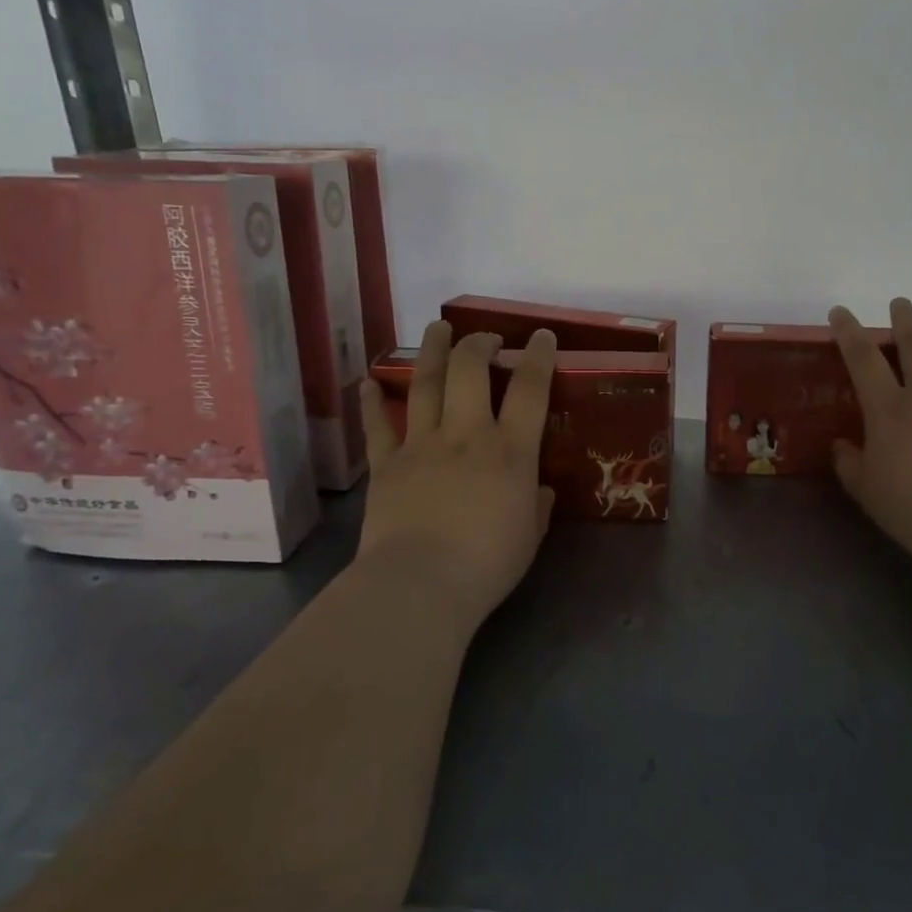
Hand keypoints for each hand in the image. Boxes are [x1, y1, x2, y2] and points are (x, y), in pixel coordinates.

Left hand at [356, 323, 556, 636]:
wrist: (420, 583)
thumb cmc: (488, 564)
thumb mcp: (530, 535)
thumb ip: (536, 505)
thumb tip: (537, 490)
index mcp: (511, 451)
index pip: (531, 389)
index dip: (539, 356)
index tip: (542, 337)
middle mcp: (467, 435)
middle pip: (470, 370)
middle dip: (479, 343)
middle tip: (486, 338)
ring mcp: (422, 445)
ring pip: (426, 383)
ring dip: (432, 351)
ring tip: (437, 328)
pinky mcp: (386, 464)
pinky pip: (378, 426)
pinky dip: (373, 402)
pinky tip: (369, 381)